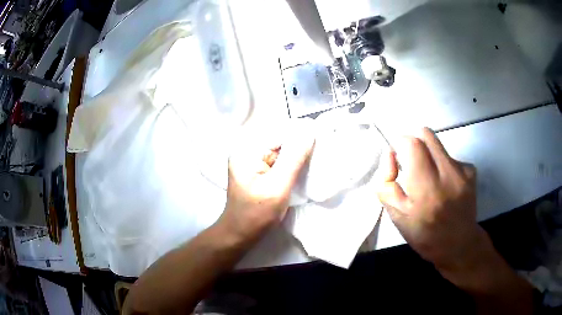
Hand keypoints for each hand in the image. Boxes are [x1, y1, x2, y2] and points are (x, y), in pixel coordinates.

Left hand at [218, 129, 313, 243]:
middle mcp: (247, 150)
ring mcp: (251, 160)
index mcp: (246, 150)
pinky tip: (303, 167)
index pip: (278, 131)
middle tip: (322, 147)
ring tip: (316, 157)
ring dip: (297, 154)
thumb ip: (294, 159)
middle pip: (279, 139)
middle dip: (300, 144)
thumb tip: (310, 133)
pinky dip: (291, 163)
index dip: (300, 133)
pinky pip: (278, 160)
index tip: (322, 136)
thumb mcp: (278, 186)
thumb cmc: (256, 214)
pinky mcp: (257, 169)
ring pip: (280, 150)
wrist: (240, 234)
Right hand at [376, 128, 485, 270]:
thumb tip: (391, 155)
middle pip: (426, 134)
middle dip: (413, 142)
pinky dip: (442, 166)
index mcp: (426, 188)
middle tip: (411, 163)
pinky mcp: (471, 171)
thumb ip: (387, 184)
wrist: (459, 245)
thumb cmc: (424, 235)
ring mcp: (462, 171)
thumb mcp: (397, 216)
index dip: (399, 144)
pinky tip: (445, 186)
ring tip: (430, 180)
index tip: (397, 158)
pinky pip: (450, 156)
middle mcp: (447, 174)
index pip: (412, 144)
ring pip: (437, 144)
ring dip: (428, 155)